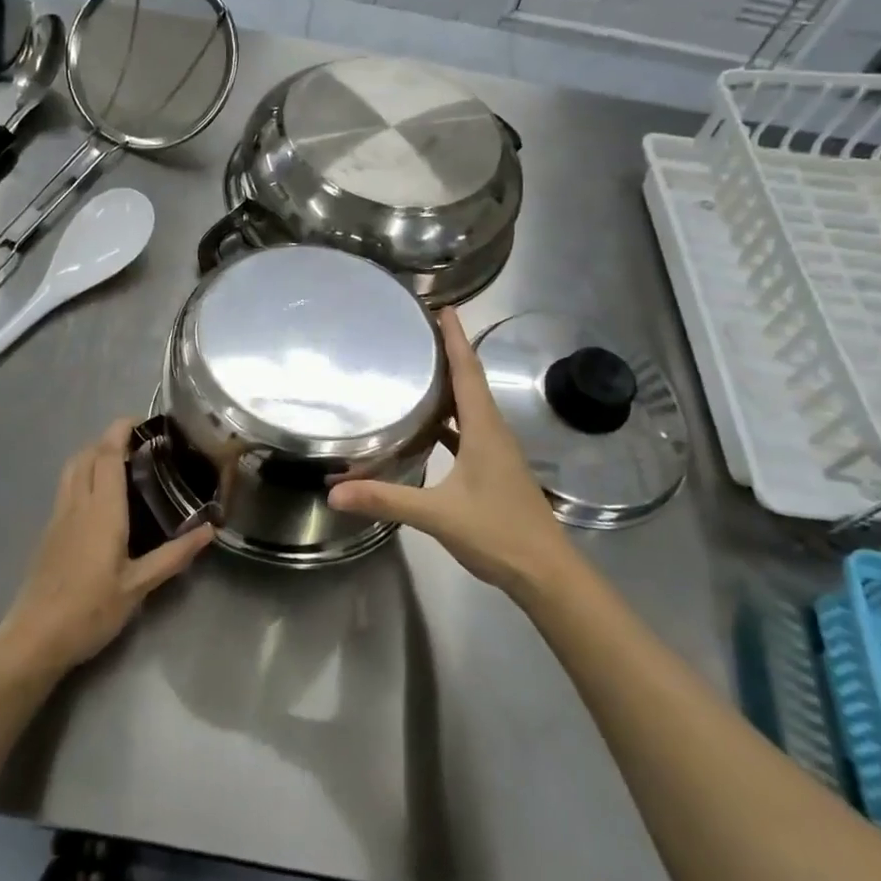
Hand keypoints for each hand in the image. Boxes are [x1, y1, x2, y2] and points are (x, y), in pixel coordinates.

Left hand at [0, 419, 212, 678]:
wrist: (34, 638)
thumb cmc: (90, 610)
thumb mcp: (138, 586)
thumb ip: (174, 555)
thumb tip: (210, 530)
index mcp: (101, 510)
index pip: (107, 455)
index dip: (120, 431)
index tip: (141, 421)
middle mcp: (76, 504)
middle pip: (86, 455)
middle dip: (108, 440)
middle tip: (138, 445)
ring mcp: (57, 517)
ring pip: (71, 469)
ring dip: (93, 456)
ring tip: (121, 465)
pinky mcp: (48, 532)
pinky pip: (66, 488)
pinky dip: (83, 476)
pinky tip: (100, 499)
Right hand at [329, 308, 569, 598]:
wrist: (546, 572)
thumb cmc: (497, 532)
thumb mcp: (438, 514)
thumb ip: (387, 499)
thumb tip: (335, 490)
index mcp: (484, 429)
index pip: (468, 372)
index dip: (455, 339)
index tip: (443, 308)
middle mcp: (493, 432)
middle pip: (470, 382)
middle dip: (449, 354)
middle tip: (419, 333)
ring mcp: (496, 453)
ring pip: (470, 408)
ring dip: (449, 386)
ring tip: (418, 371)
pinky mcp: (493, 471)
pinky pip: (468, 432)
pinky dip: (449, 421)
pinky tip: (428, 428)